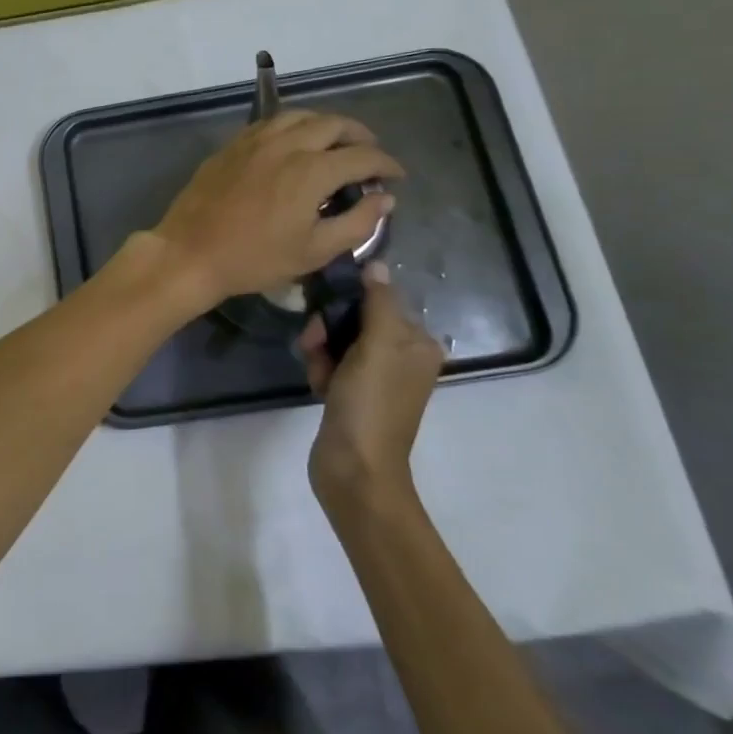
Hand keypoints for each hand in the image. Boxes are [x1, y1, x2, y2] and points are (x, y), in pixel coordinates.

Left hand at [145, 110, 401, 310]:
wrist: (190, 252)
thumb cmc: (254, 258)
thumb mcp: (314, 251)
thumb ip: (357, 223)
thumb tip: (385, 200)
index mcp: (311, 170)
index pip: (362, 156)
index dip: (386, 164)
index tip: (396, 176)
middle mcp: (286, 144)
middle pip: (334, 123)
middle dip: (360, 136)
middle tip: (369, 155)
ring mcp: (255, 140)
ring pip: (300, 115)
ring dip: (326, 124)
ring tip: (336, 143)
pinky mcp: (232, 145)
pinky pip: (271, 122)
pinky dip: (294, 125)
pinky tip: (295, 142)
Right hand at [299, 261, 442, 500]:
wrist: (355, 469)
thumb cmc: (371, 404)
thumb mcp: (377, 346)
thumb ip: (378, 302)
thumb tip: (376, 263)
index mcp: (418, 343)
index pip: (378, 299)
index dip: (348, 302)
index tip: (325, 314)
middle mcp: (401, 357)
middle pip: (355, 319)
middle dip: (329, 329)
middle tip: (315, 346)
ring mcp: (376, 377)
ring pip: (337, 341)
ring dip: (320, 351)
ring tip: (317, 373)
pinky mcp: (353, 394)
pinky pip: (331, 364)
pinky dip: (320, 370)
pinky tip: (317, 386)